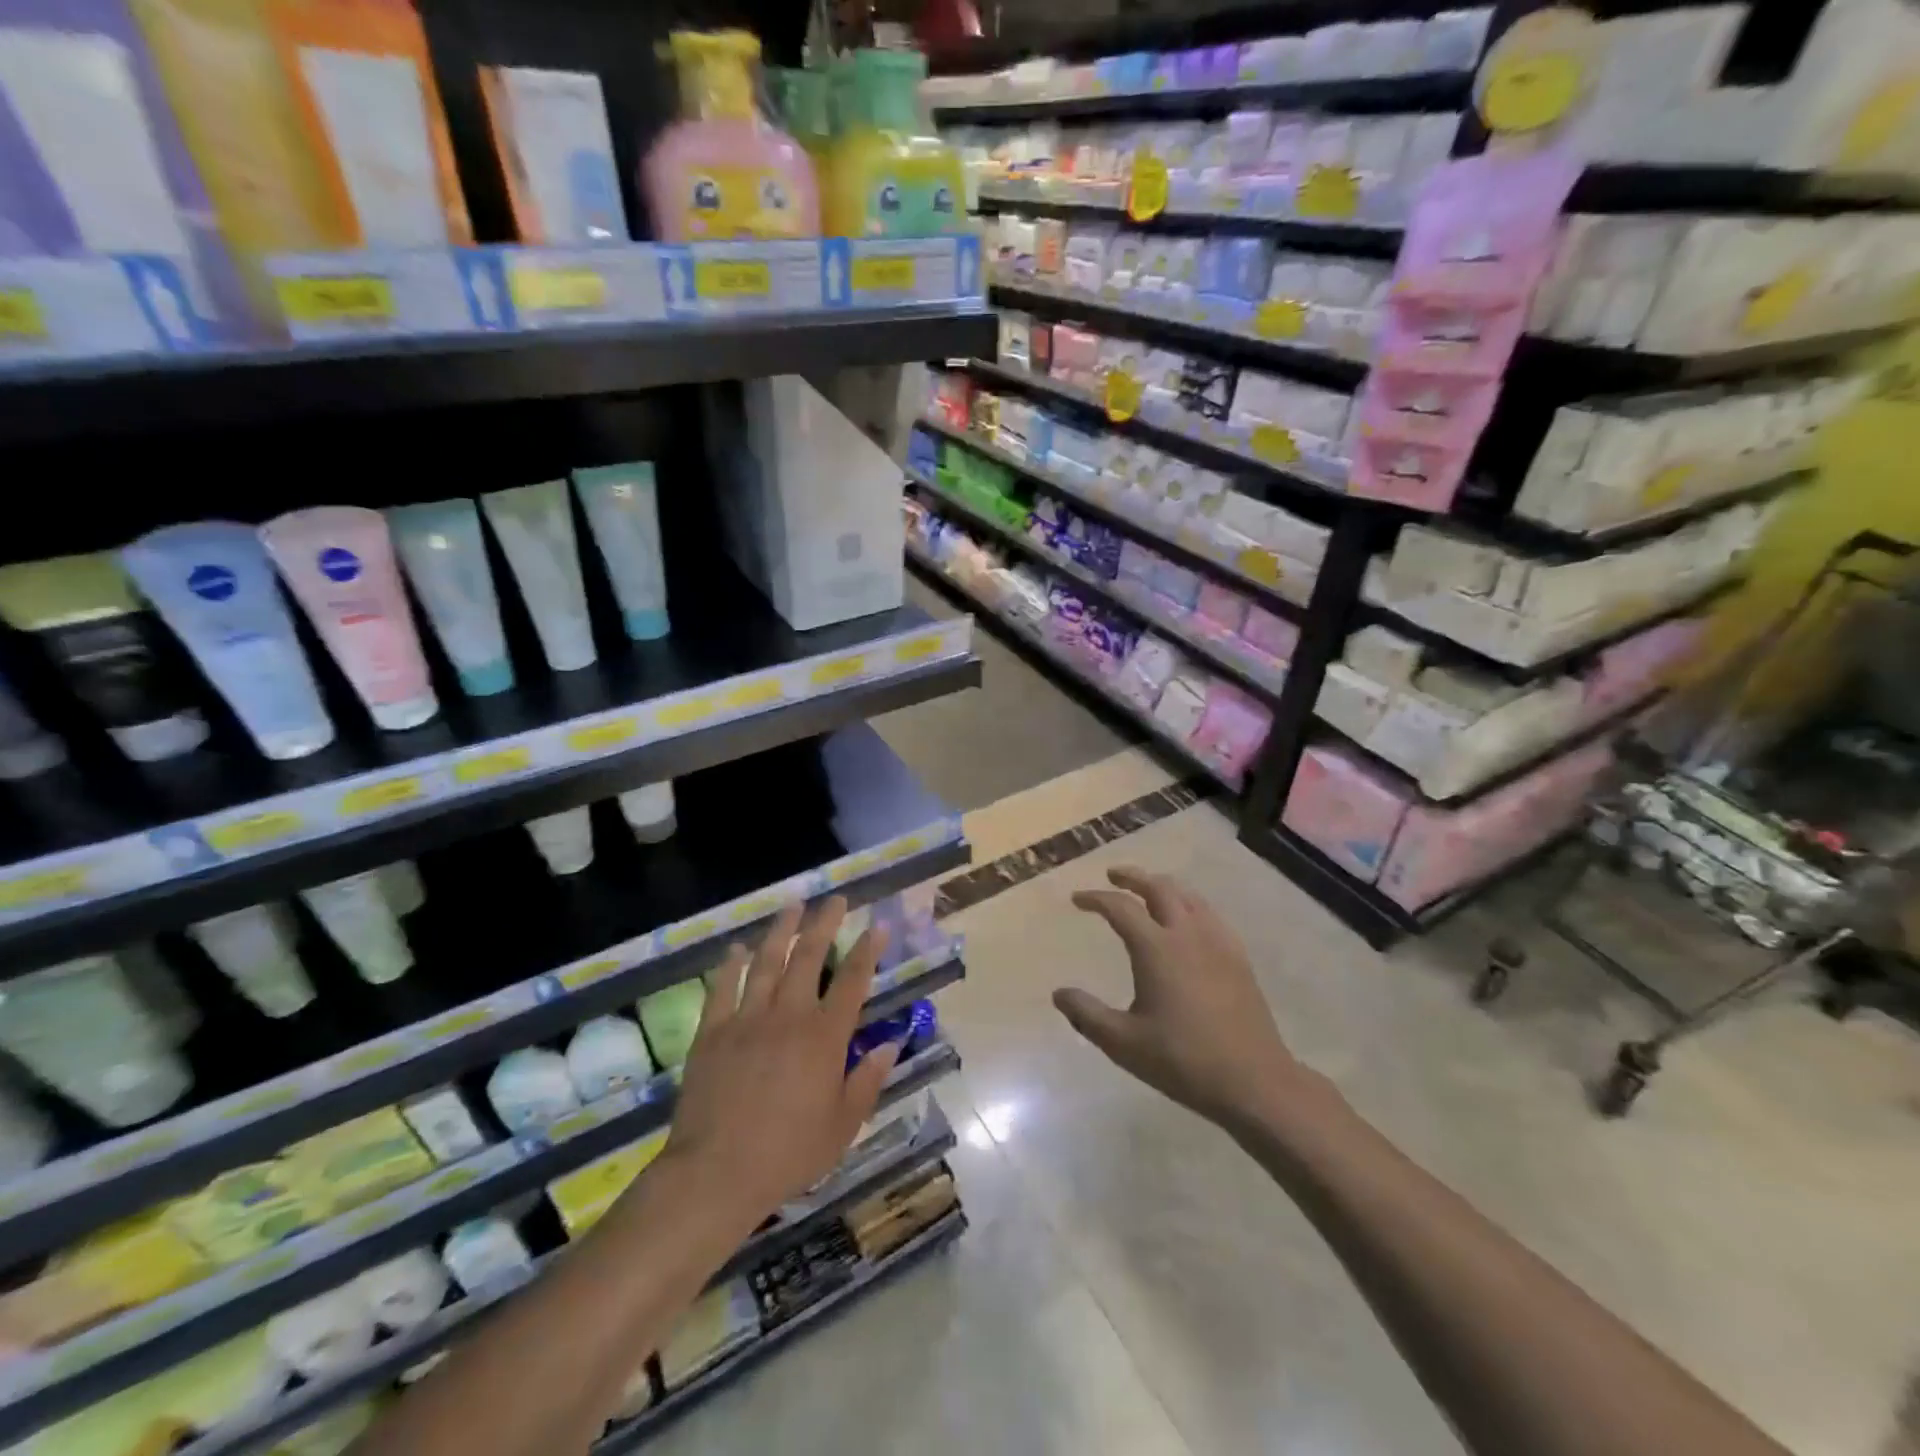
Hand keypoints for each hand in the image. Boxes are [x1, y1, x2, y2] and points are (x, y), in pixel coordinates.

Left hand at [662, 899, 896, 1230]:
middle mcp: (788, 1015)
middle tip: (834, 900)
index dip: (866, 950)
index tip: (876, 924)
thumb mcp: (843, 1125)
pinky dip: (731, 965)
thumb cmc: (788, 1153)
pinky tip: (737, 947)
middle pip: (808, 958)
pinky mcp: (712, 1032)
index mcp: (824, 1037)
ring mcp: (746, 1019)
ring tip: (792, 906)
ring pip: (767, 962)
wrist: (716, 1172)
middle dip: (824, 924)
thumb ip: (868, 1080)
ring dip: (781, 931)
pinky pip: (722, 988)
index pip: (852, 981)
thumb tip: (889, 1044)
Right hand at [1056, 867, 1299, 1127]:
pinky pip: (1210, 915)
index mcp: (1156, 948)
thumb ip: (1087, 1015)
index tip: (1077, 899)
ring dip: (1163, 885)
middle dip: (1133, 877)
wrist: (1254, 1081)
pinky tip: (1189, 920)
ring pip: (1188, 896)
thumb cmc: (1183, 1060)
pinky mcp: (1238, 958)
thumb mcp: (1123, 1043)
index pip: (1120, 908)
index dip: (1095, 898)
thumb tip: (1059, 994)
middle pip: (1158, 887)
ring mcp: (1218, 943)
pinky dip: (1190, 904)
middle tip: (1113, 875)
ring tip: (1148, 889)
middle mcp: (1187, 934)